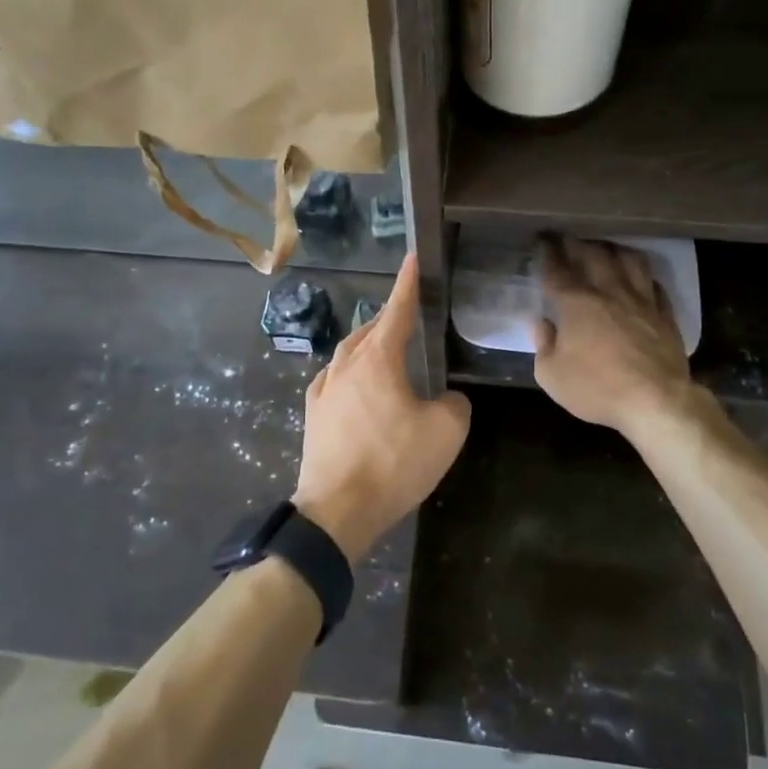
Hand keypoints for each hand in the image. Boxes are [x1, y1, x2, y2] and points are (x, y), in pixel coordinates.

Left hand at [293, 253, 470, 561]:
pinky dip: (349, 371)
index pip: (397, 310)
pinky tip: (354, 383)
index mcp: (377, 359)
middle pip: (370, 329)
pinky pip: (334, 378)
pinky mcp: (313, 415)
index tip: (413, 258)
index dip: (408, 283)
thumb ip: (454, 405)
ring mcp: (324, 389)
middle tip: (408, 314)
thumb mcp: (445, 432)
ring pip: (348, 352)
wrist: (336, 510)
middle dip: (389, 317)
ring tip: (385, 347)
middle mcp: (346, 365)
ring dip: (368, 343)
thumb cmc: (393, 463)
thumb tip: (446, 399)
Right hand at [532, 235, 695, 437]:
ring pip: (629, 261)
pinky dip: (644, 278)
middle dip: (577, 243)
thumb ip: (543, 345)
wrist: (656, 401)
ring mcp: (641, 300)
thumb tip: (542, 323)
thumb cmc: (597, 388)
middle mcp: (608, 292)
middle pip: (593, 255)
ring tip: (606, 249)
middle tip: (568, 237)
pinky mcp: (664, 315)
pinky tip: (640, 279)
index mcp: (576, 303)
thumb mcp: (552, 375)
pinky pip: (655, 285)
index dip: (547, 252)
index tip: (542, 240)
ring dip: (614, 250)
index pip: (556, 270)